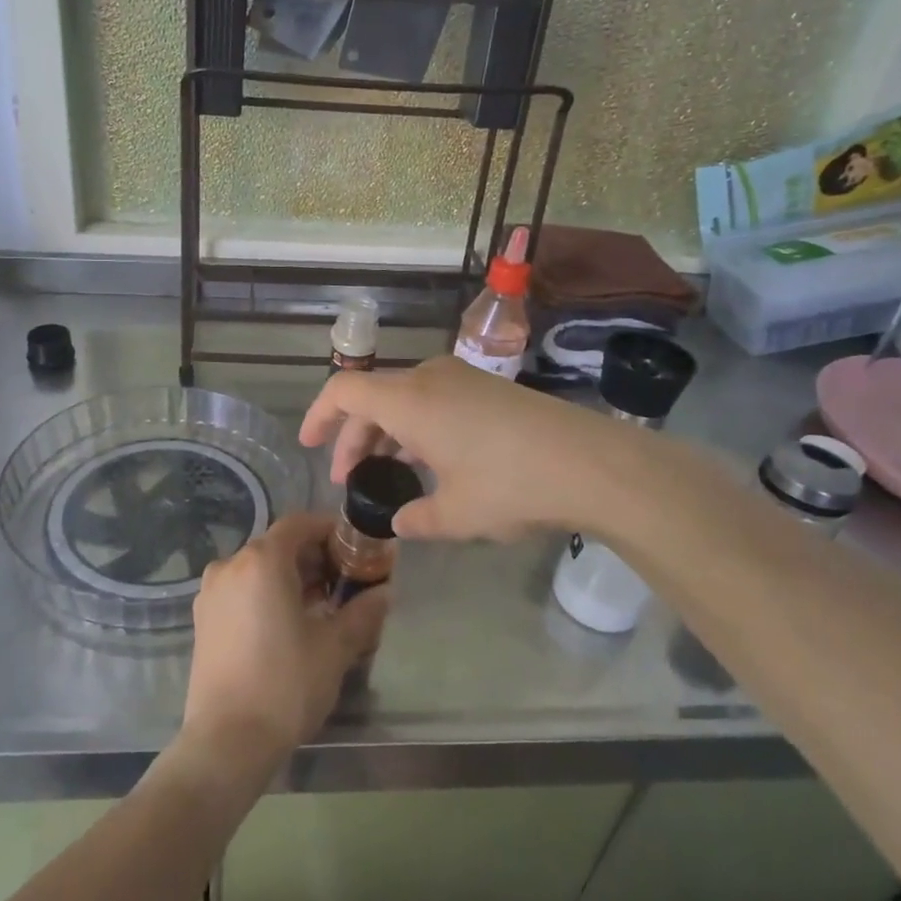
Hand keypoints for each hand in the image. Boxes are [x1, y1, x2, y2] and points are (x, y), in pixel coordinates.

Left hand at [183, 513, 387, 766]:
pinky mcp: (203, 619)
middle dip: (314, 558)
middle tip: (346, 583)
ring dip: (291, 578)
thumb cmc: (285, 684)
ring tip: (321, 607)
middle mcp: (230, 565)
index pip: (300, 524)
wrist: (226, 742)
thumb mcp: (335, 647)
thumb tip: (384, 593)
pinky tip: (289, 625)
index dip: (330, 530)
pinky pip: (242, 591)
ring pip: (258, 569)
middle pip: (278, 546)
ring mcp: (211, 592)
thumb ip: (362, 613)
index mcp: (262, 560)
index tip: (356, 549)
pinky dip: (267, 595)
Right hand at [300, 356, 630, 541]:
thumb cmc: (510, 485)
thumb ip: (418, 518)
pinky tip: (431, 462)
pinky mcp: (488, 387)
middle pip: (373, 397)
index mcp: (409, 401)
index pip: (344, 391)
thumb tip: (401, 523)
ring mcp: (462, 378)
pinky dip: (417, 425)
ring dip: (387, 432)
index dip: (319, 415)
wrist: (592, 462)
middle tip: (349, 478)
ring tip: (388, 473)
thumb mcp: (457, 513)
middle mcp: (430, 378)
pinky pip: (433, 399)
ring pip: (405, 398)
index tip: (308, 445)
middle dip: (354, 436)